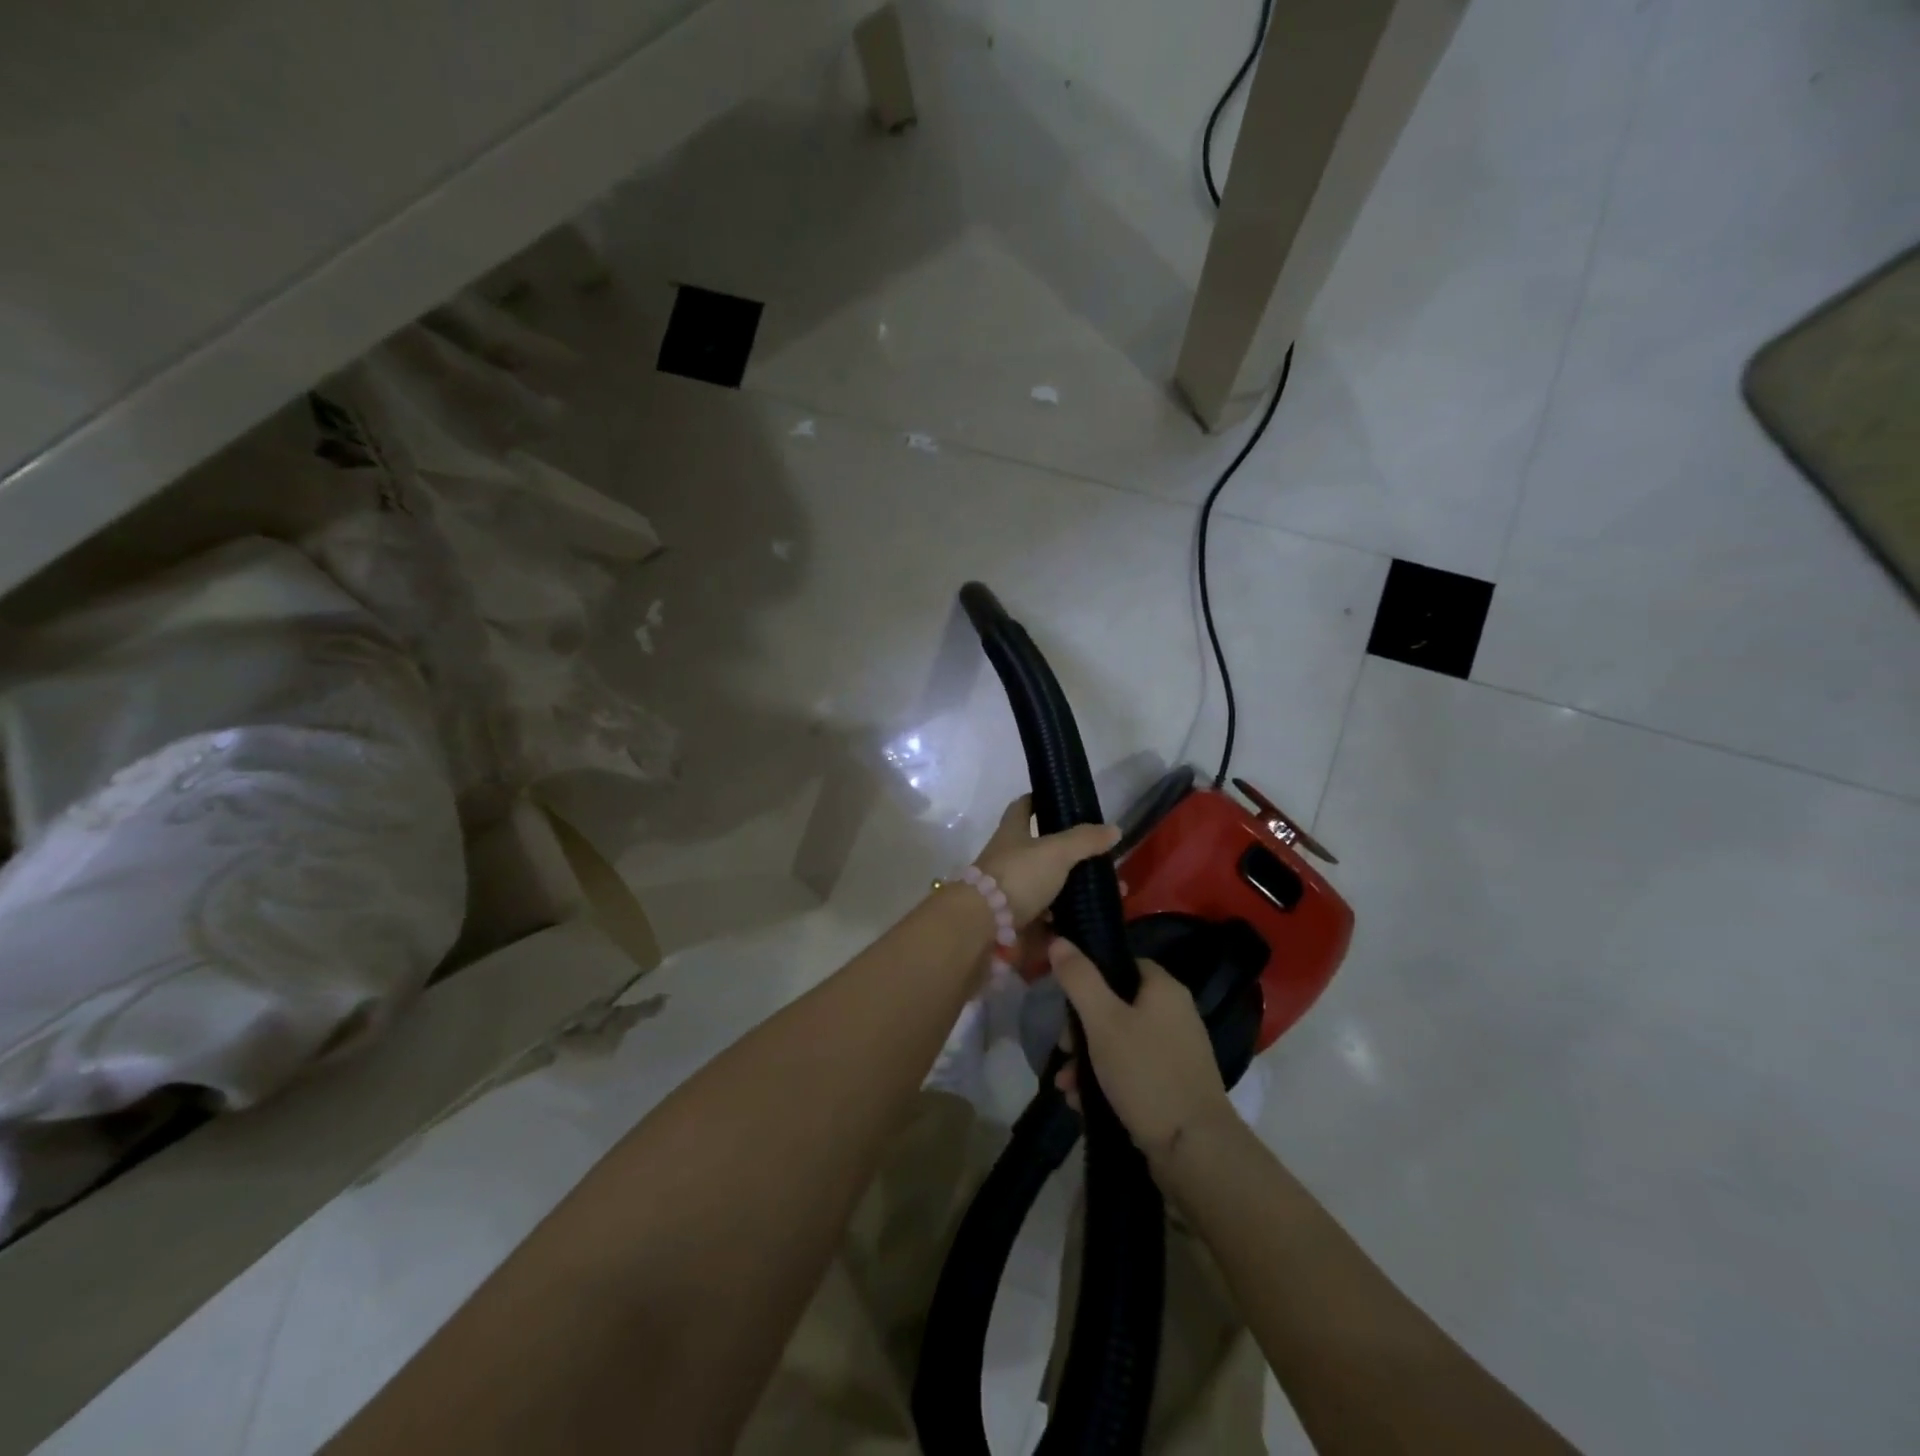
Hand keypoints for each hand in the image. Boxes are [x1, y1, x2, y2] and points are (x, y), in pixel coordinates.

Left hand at [972, 796, 1119, 929]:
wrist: (983, 926)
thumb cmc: (1018, 876)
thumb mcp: (1056, 851)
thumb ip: (1085, 840)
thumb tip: (1114, 829)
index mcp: (1012, 833)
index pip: (1023, 807)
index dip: (1038, 800)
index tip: (1059, 800)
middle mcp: (1009, 859)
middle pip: (1041, 851)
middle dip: (1070, 855)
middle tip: (1101, 860)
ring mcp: (1010, 892)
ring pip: (1047, 887)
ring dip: (1072, 891)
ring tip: (1105, 896)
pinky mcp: (1016, 921)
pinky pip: (1046, 919)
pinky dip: (1065, 921)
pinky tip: (1088, 921)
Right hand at [1049, 938, 1235, 1163]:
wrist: (1194, 1150)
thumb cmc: (1146, 1073)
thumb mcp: (1103, 1021)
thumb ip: (1079, 979)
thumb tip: (1060, 941)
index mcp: (1164, 989)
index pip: (1123, 964)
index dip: (1091, 975)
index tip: (1064, 998)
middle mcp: (1175, 1014)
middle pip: (1117, 1005)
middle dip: (1081, 1029)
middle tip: (1063, 1048)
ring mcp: (1177, 1052)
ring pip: (1120, 1042)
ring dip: (1087, 1059)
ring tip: (1065, 1085)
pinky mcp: (1173, 1086)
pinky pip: (1131, 1071)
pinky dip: (1106, 1081)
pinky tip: (1082, 1102)